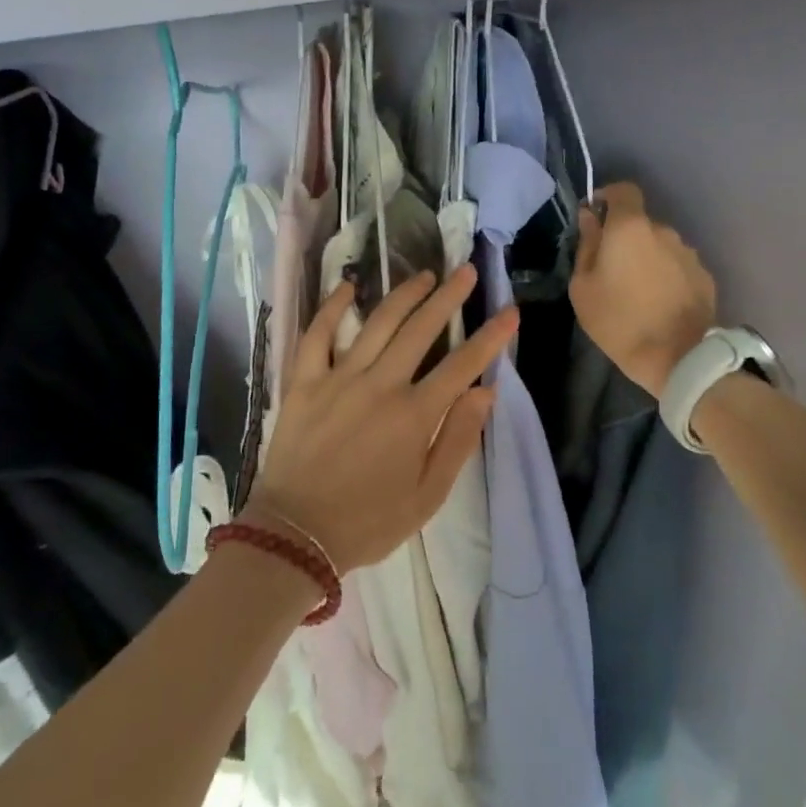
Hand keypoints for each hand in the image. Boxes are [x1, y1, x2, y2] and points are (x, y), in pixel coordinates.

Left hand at [248, 264, 516, 574]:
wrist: (295, 535)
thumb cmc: (368, 522)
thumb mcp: (427, 496)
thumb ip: (457, 441)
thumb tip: (484, 392)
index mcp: (414, 415)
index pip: (462, 365)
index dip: (490, 337)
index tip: (510, 312)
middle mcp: (380, 385)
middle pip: (421, 329)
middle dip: (449, 296)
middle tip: (467, 271)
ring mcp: (338, 378)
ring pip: (378, 323)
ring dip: (404, 294)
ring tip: (425, 274)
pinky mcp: (304, 382)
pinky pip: (316, 335)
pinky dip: (332, 307)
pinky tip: (348, 287)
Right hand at [572, 183, 716, 397]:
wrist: (680, 359)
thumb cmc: (619, 321)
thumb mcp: (583, 287)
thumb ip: (586, 246)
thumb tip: (590, 219)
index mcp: (630, 227)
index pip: (623, 190)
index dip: (608, 198)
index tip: (595, 218)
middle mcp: (664, 231)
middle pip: (640, 223)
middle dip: (625, 238)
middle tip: (611, 269)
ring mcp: (688, 253)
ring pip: (660, 246)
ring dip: (647, 259)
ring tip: (637, 291)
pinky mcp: (705, 277)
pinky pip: (677, 267)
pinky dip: (666, 277)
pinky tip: (659, 303)